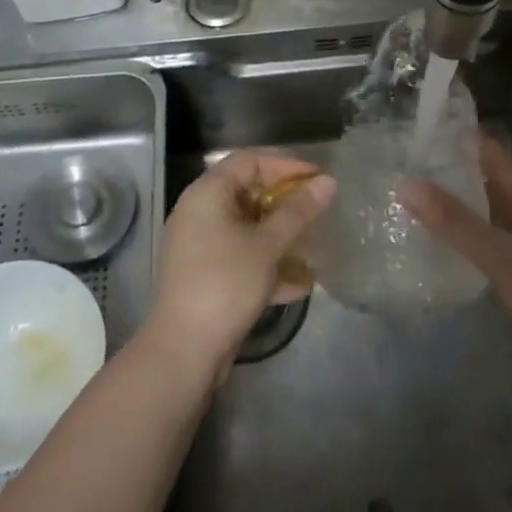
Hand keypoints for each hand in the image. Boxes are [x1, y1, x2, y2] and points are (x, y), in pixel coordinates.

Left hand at [149, 151, 334, 386]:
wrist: (184, 350)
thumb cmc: (226, 283)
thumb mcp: (268, 245)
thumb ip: (299, 211)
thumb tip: (328, 182)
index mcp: (208, 193)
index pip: (250, 160)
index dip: (287, 164)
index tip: (318, 178)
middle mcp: (200, 211)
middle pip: (249, 192)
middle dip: (287, 203)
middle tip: (319, 211)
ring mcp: (200, 244)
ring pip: (248, 227)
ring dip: (281, 235)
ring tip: (314, 247)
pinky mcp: (205, 274)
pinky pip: (241, 256)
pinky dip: (267, 263)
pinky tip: (299, 284)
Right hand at [402, 136, 511, 405]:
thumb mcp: (499, 256)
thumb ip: (454, 222)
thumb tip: (406, 183)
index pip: (498, 158)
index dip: (466, 143)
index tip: (426, 133)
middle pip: (499, 185)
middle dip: (461, 175)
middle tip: (415, 169)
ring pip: (501, 217)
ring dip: (469, 210)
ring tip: (426, 205)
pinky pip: (504, 245)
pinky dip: (479, 240)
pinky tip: (457, 251)